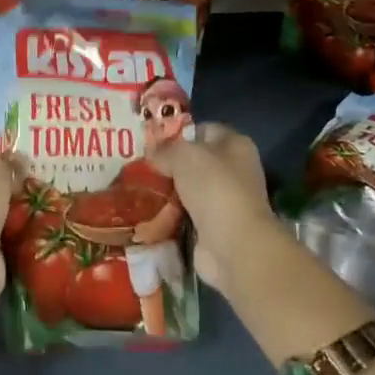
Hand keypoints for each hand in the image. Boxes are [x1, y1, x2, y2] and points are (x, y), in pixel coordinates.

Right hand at [146, 123, 273, 292]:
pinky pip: (187, 213)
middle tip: (140, 166)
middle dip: (169, 164)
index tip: (151, 142)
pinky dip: (171, 214)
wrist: (234, 244)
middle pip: (195, 161)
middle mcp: (235, 169)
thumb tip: (152, 153)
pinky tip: (150, 211)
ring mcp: (226, 200)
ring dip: (168, 191)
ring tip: (139, 188)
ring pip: (189, 188)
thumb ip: (164, 150)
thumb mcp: (183, 155)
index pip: (202, 129)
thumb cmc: (213, 187)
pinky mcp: (216, 226)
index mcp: (235, 144)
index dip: (177, 132)